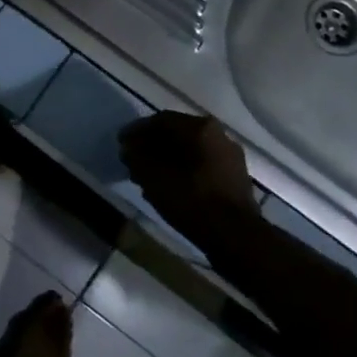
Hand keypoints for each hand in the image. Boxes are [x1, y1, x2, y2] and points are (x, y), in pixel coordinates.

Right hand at [119, 112, 259, 247]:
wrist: (235, 236)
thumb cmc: (191, 199)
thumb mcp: (152, 177)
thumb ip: (136, 156)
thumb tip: (128, 147)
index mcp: (200, 127)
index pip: (160, 120)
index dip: (136, 131)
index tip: (121, 143)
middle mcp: (219, 135)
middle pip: (177, 134)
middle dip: (152, 146)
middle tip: (133, 160)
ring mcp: (230, 157)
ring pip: (190, 151)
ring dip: (167, 160)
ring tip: (148, 176)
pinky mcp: (236, 178)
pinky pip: (202, 165)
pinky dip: (183, 170)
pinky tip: (169, 187)